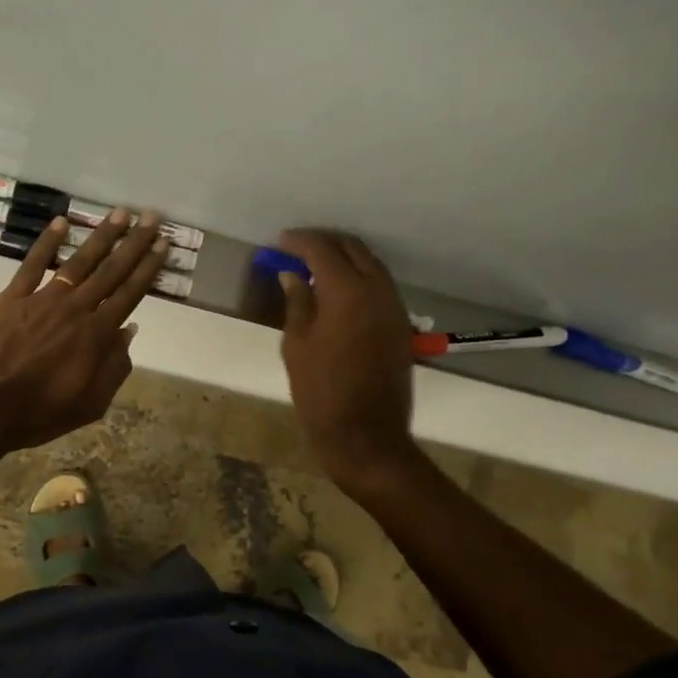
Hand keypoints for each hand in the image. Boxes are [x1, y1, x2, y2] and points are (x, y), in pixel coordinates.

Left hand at [0, 210, 168, 451]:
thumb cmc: (38, 414)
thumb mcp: (90, 404)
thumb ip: (114, 368)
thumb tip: (129, 331)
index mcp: (95, 336)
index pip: (129, 294)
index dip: (148, 268)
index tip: (162, 245)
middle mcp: (74, 310)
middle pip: (111, 271)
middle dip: (134, 243)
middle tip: (151, 218)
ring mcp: (42, 300)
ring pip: (78, 261)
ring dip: (101, 236)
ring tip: (120, 213)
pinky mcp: (11, 298)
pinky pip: (32, 264)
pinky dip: (47, 242)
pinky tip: (62, 222)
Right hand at [275, 229, 419, 492]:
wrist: (365, 435)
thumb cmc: (321, 393)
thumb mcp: (297, 346)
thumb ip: (298, 303)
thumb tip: (293, 275)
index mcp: (347, 292)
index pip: (322, 249)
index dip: (298, 241)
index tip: (278, 243)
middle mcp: (376, 290)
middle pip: (352, 248)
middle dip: (323, 242)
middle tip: (295, 249)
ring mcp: (394, 306)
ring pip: (370, 264)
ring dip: (343, 257)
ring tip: (314, 266)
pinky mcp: (400, 324)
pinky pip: (379, 284)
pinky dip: (358, 275)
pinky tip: (337, 289)